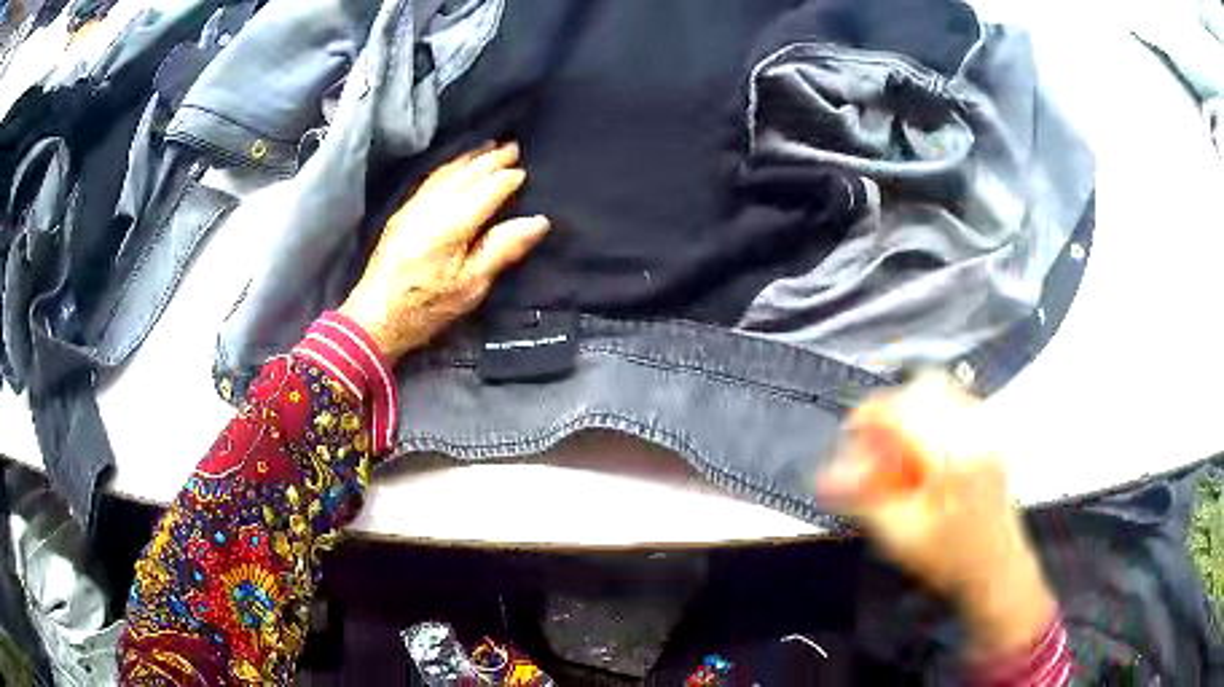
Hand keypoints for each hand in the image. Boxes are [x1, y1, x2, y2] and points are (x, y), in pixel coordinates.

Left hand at [339, 142, 549, 360]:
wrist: (375, 317)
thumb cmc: (426, 308)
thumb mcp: (471, 286)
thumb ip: (503, 249)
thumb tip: (538, 221)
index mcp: (452, 225)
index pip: (487, 190)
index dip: (507, 179)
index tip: (525, 171)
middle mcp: (431, 207)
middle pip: (466, 175)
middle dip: (490, 159)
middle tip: (513, 147)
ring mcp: (413, 207)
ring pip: (446, 173)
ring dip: (469, 158)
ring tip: (488, 147)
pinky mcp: (402, 214)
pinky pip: (430, 179)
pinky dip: (448, 167)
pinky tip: (455, 166)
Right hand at [815, 373, 1056, 660]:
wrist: (994, 568)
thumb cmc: (953, 559)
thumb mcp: (900, 536)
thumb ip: (862, 500)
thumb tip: (827, 478)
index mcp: (954, 457)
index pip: (904, 409)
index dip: (869, 414)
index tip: (852, 431)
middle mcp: (977, 433)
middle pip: (923, 388)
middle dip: (892, 411)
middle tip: (876, 443)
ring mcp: (988, 429)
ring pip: (940, 391)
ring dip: (912, 413)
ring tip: (901, 452)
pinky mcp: (991, 433)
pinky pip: (955, 403)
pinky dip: (931, 418)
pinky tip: (924, 453)